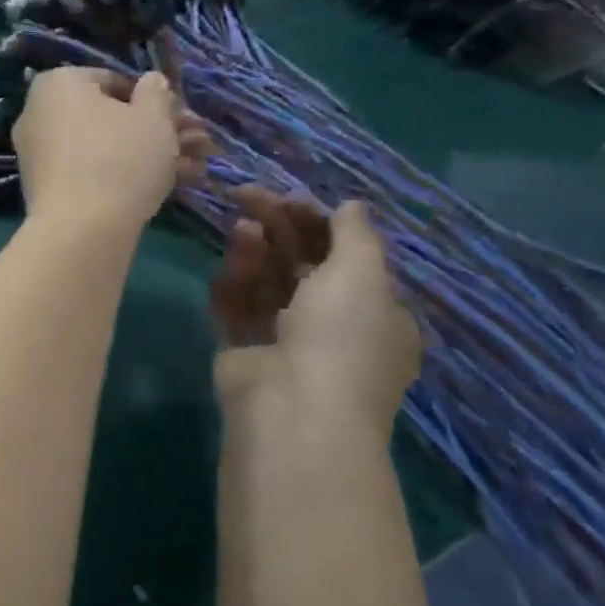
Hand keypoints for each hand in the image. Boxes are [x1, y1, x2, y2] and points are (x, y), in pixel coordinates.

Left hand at [13, 68, 209, 234]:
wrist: (81, 230)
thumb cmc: (120, 159)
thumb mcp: (154, 118)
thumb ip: (156, 93)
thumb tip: (151, 81)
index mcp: (58, 84)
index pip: (113, 81)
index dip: (153, 99)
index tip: (180, 118)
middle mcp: (39, 113)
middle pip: (109, 117)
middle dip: (157, 131)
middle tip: (197, 144)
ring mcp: (38, 154)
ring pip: (104, 148)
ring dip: (150, 155)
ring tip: (195, 169)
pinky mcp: (45, 189)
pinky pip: (89, 173)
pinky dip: (123, 177)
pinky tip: (165, 189)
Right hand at [210, 188, 421, 429]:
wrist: (294, 408)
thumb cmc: (342, 336)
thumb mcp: (362, 274)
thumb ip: (355, 234)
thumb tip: (351, 205)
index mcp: (374, 313)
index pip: (347, 257)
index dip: (318, 223)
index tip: (289, 198)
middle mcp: (332, 327)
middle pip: (302, 265)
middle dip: (279, 229)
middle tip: (249, 196)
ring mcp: (285, 340)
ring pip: (267, 284)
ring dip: (255, 251)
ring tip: (241, 226)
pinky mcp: (244, 350)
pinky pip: (239, 308)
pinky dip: (234, 283)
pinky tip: (230, 262)